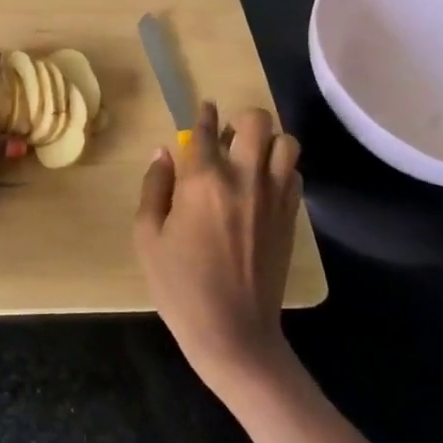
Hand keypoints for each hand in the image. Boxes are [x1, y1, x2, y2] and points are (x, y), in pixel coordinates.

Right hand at [134, 102, 302, 398]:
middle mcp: (243, 179)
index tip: (202, 109)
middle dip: (240, 120)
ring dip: (267, 142)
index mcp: (202, 181)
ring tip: (249, 158)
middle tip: (226, 139)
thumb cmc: (179, 286)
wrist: (233, 333)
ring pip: (286, 142)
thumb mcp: (147, 236)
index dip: (202, 114)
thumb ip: (154, 188)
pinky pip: (294, 174)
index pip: (206, 128)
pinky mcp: (291, 218)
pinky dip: (281, 169)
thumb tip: (164, 153)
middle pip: (256, 121)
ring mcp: (274, 198)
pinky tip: (263, 186)